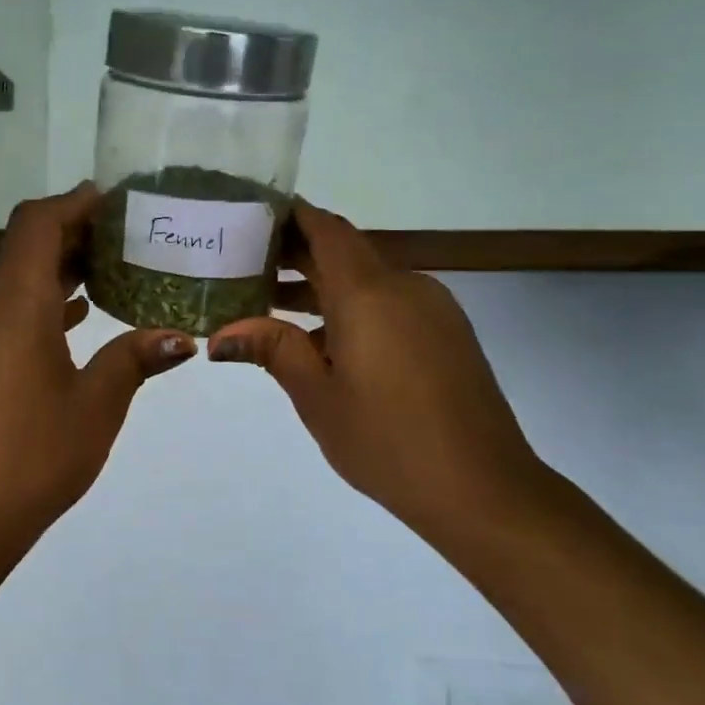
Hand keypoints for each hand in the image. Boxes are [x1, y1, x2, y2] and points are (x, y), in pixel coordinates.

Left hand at [0, 184, 196, 535]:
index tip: (113, 200)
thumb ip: (135, 359)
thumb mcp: (97, 404)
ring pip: (16, 280)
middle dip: (73, 234)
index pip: (37, 224)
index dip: (73, 203)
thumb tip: (182, 338)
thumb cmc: (35, 455)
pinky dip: (43, 302)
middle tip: (127, 235)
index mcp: (14, 305)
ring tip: (113, 269)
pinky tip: (80, 316)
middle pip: (26, 247)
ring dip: (59, 268)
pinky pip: (8, 311)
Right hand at [207, 200, 539, 526]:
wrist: (483, 488)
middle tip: (244, 262)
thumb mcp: (317, 396)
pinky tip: (322, 341)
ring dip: (322, 284)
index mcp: (368, 293)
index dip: (290, 216)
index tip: (251, 215)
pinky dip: (352, 307)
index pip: (325, 230)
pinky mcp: (446, 333)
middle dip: (296, 252)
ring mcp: (432, 308)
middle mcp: (404, 286)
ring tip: (270, 302)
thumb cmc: (387, 440)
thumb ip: (272, 350)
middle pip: (344, 251)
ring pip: (368, 278)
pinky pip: (391, 302)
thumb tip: (221, 334)